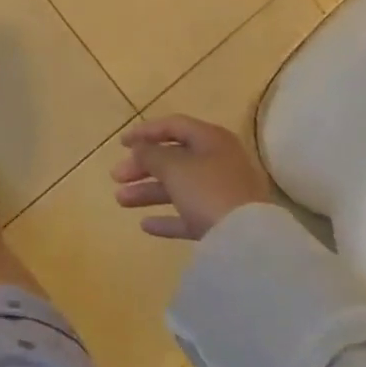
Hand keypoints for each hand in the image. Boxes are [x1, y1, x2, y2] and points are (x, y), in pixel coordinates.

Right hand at [110, 115, 270, 239]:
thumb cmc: (208, 190)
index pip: (173, 125)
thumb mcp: (173, 166)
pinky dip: (168, 218)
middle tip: (116, 176)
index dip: (145, 132)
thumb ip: (151, 154)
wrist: (248, 241)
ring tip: (120, 200)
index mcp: (211, 139)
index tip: (120, 144)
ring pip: (178, 187)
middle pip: (173, 158)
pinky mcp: (222, 222)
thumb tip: (140, 149)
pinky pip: (189, 214)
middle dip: (142, 167)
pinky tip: (145, 225)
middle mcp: (218, 162)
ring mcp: (222, 193)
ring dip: (148, 192)